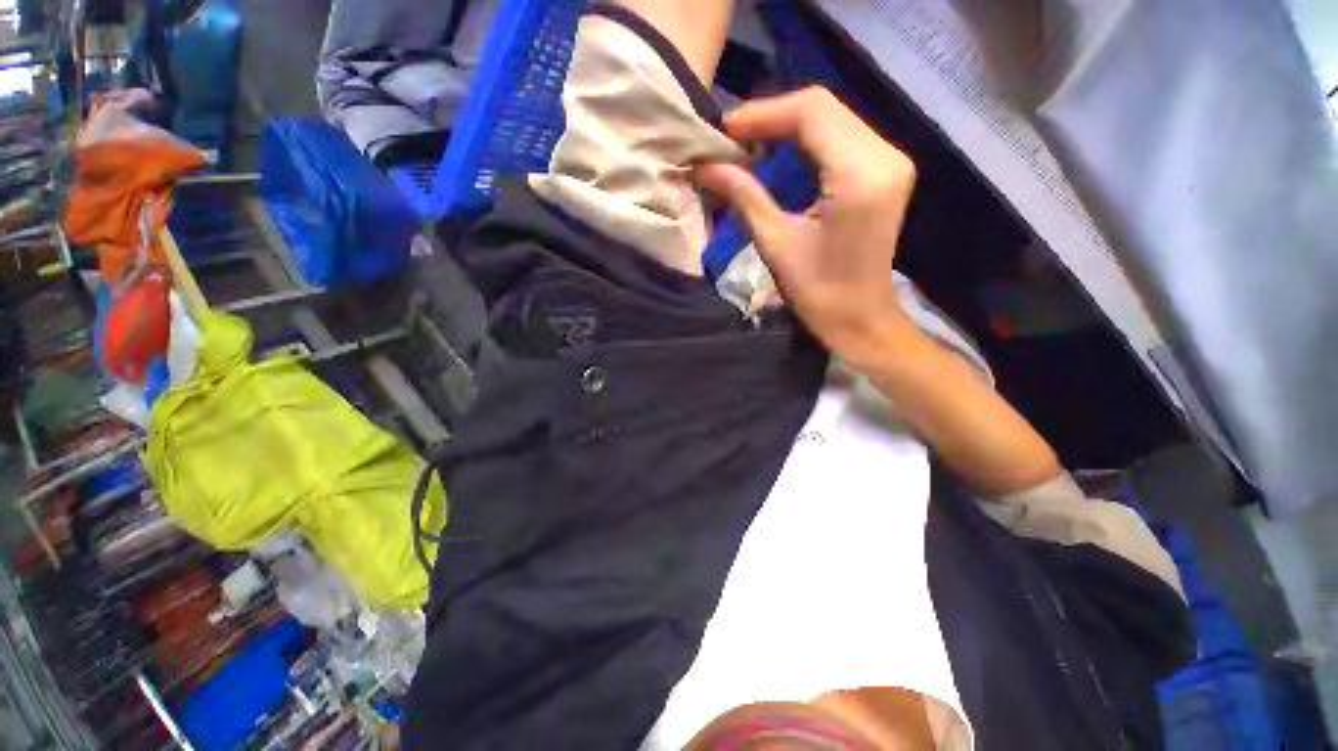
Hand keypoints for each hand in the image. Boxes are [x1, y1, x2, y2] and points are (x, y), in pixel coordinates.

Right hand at [693, 87, 916, 364]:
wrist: (860, 320)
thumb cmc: (818, 292)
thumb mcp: (776, 243)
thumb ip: (743, 196)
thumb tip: (703, 167)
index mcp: (859, 174)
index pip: (811, 113)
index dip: (763, 113)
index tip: (723, 129)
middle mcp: (884, 155)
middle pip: (824, 109)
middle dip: (772, 117)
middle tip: (730, 138)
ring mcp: (890, 162)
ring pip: (833, 119)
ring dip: (787, 127)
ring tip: (748, 144)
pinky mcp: (885, 173)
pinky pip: (842, 137)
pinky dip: (806, 141)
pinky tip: (779, 154)